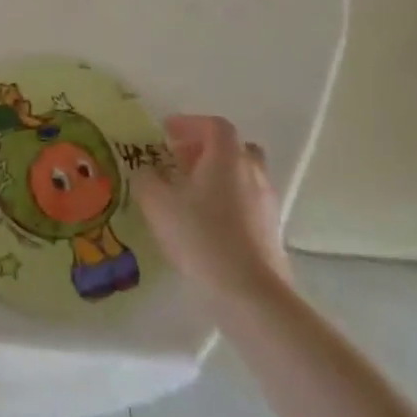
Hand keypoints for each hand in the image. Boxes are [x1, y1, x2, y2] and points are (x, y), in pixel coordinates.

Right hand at [134, 114, 291, 311]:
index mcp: (226, 158)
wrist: (249, 292)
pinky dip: (227, 200)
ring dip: (218, 176)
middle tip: (180, 160)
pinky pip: (247, 202)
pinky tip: (206, 222)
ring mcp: (266, 203)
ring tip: (190, 193)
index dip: (190, 123)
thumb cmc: (200, 236)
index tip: (167, 132)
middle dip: (207, 149)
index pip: (215, 126)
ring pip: (243, 176)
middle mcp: (252, 174)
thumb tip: (146, 171)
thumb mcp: (157, 203)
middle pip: (235, 148)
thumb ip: (146, 179)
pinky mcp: (271, 231)